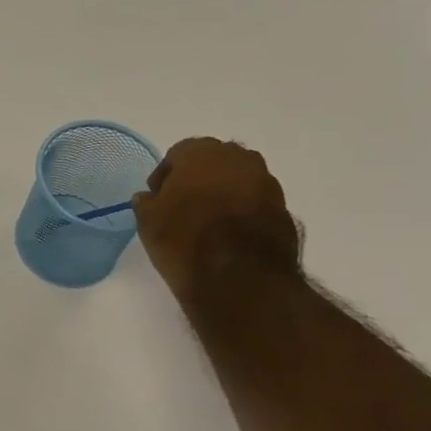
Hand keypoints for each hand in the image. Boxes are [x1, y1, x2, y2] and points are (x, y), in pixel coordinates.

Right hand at [132, 138, 300, 303]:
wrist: (240, 277)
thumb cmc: (185, 240)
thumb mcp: (148, 223)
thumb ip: (146, 203)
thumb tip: (148, 198)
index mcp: (202, 153)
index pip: (178, 154)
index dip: (165, 175)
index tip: (156, 198)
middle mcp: (239, 159)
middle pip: (212, 161)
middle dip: (197, 178)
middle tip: (182, 205)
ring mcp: (266, 183)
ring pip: (237, 180)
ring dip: (222, 194)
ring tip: (207, 222)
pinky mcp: (283, 209)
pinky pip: (255, 202)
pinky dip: (242, 211)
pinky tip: (228, 235)